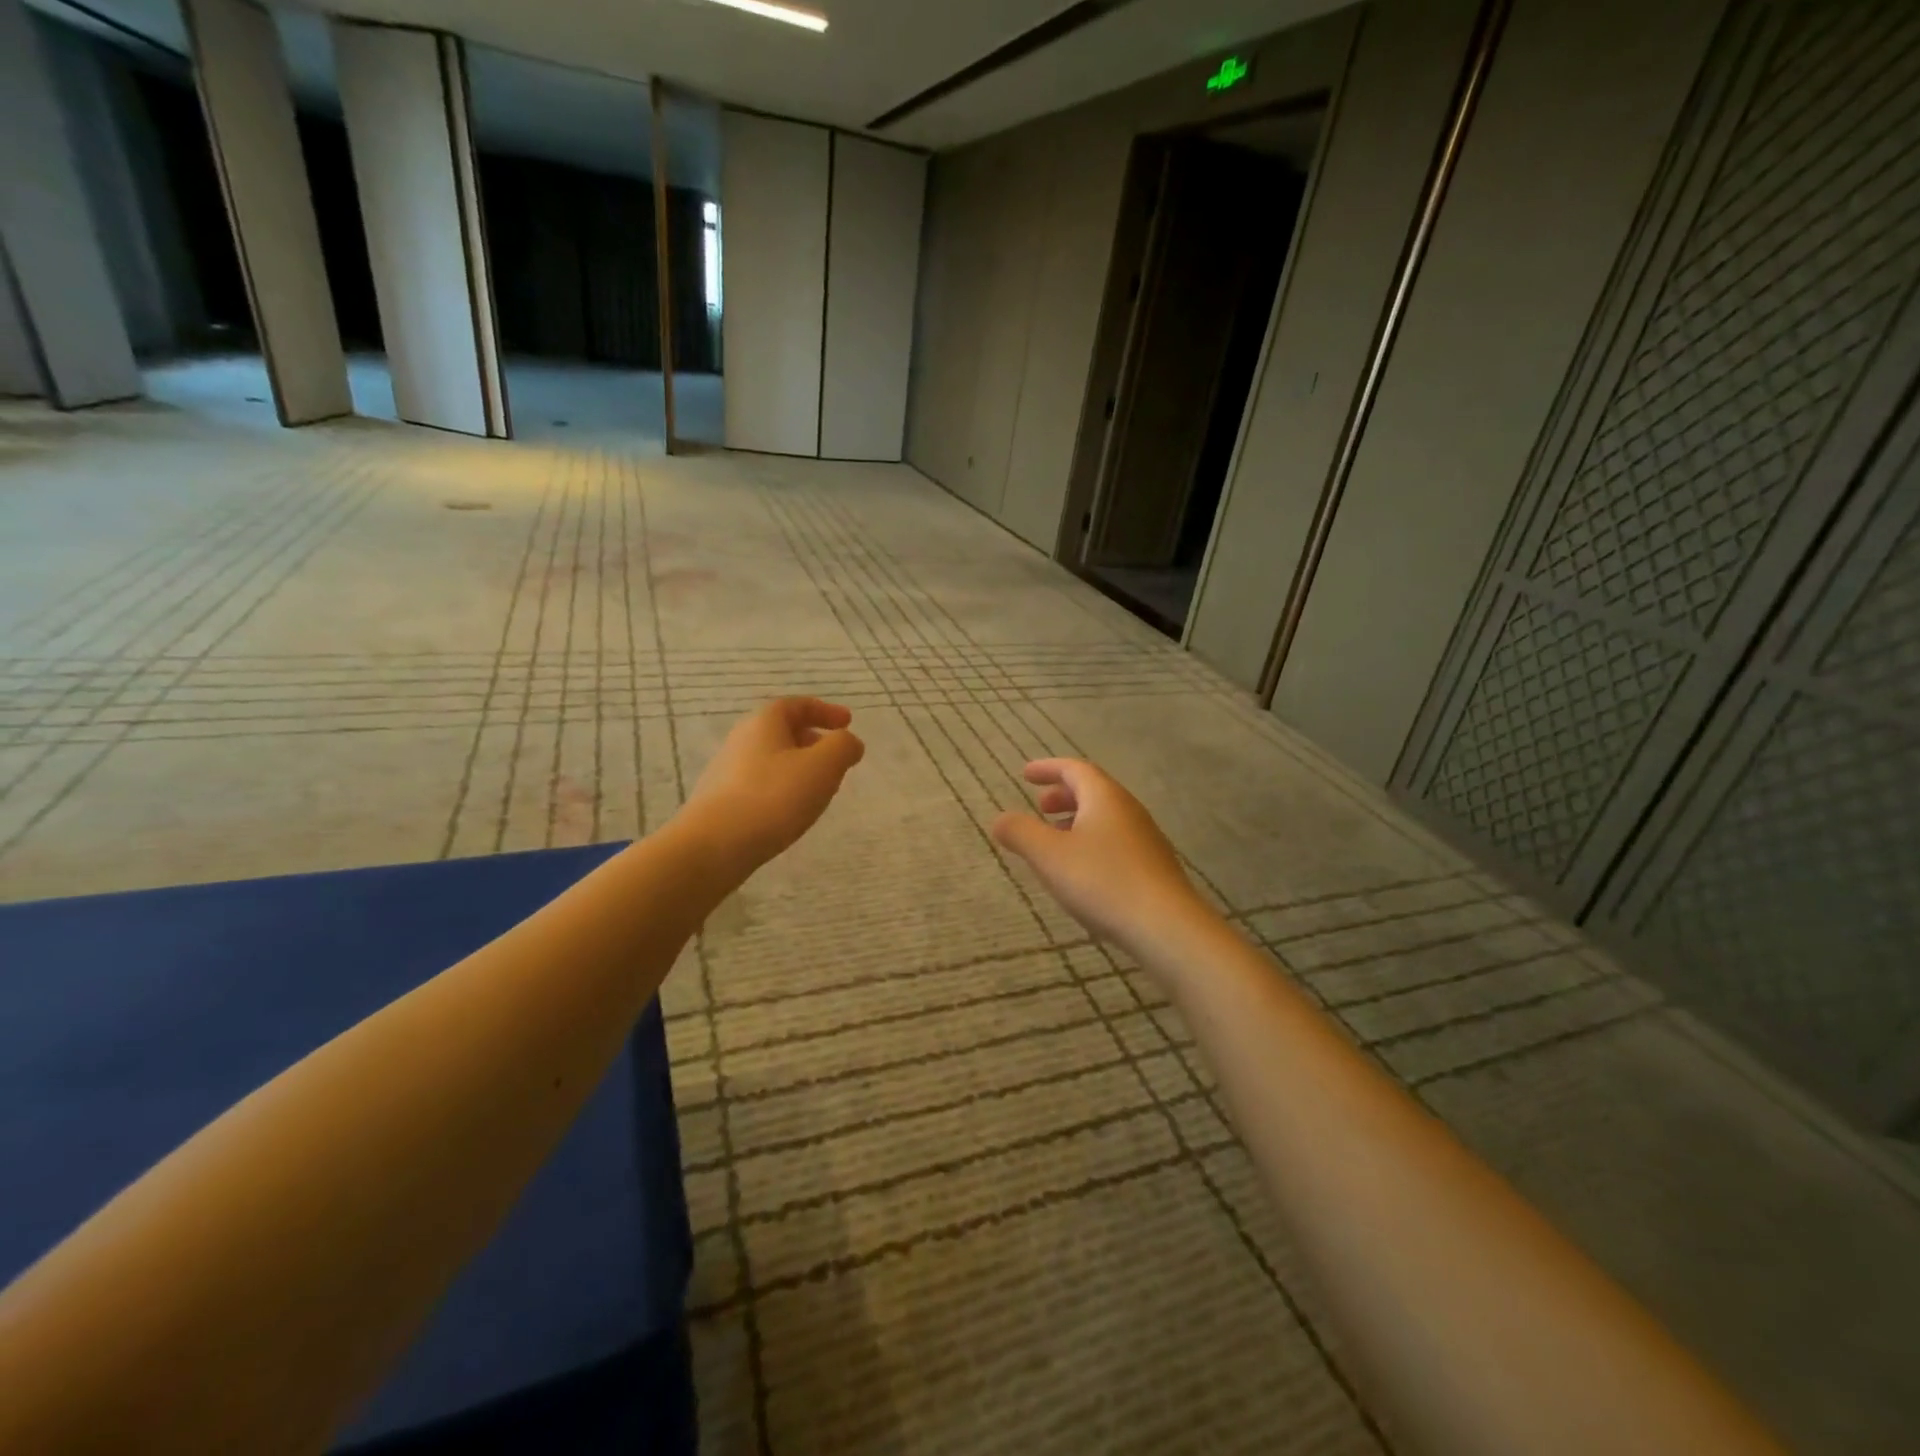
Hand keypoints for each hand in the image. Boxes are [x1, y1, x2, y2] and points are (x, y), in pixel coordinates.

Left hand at [681, 698, 865, 872]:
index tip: (847, 722)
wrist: (714, 845)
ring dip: (799, 767)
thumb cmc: (774, 796)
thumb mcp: (823, 766)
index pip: (797, 705)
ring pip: (772, 759)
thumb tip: (850, 742)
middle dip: (813, 740)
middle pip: (782, 731)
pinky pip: (761, 784)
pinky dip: (782, 788)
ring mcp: (728, 771)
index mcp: (764, 722)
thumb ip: (843, 747)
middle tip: (836, 757)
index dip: (825, 710)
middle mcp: (741, 740)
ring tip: (819, 788)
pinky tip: (792, 811)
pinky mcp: (722, 801)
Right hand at [991, 759, 1209, 956]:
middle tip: (1039, 807)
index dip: (1048, 768)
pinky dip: (1092, 842)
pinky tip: (1082, 870)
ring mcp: (1145, 838)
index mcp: (1104, 797)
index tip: (1026, 774)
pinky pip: (1116, 840)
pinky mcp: (1153, 867)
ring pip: (1105, 817)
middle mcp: (1128, 810)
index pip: (1075, 769)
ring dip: (1077, 820)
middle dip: (1063, 795)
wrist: (1166, 926)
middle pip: (1093, 791)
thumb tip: (999, 819)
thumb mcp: (1049, 856)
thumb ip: (1021, 833)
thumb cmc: (1102, 881)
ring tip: (1055, 840)